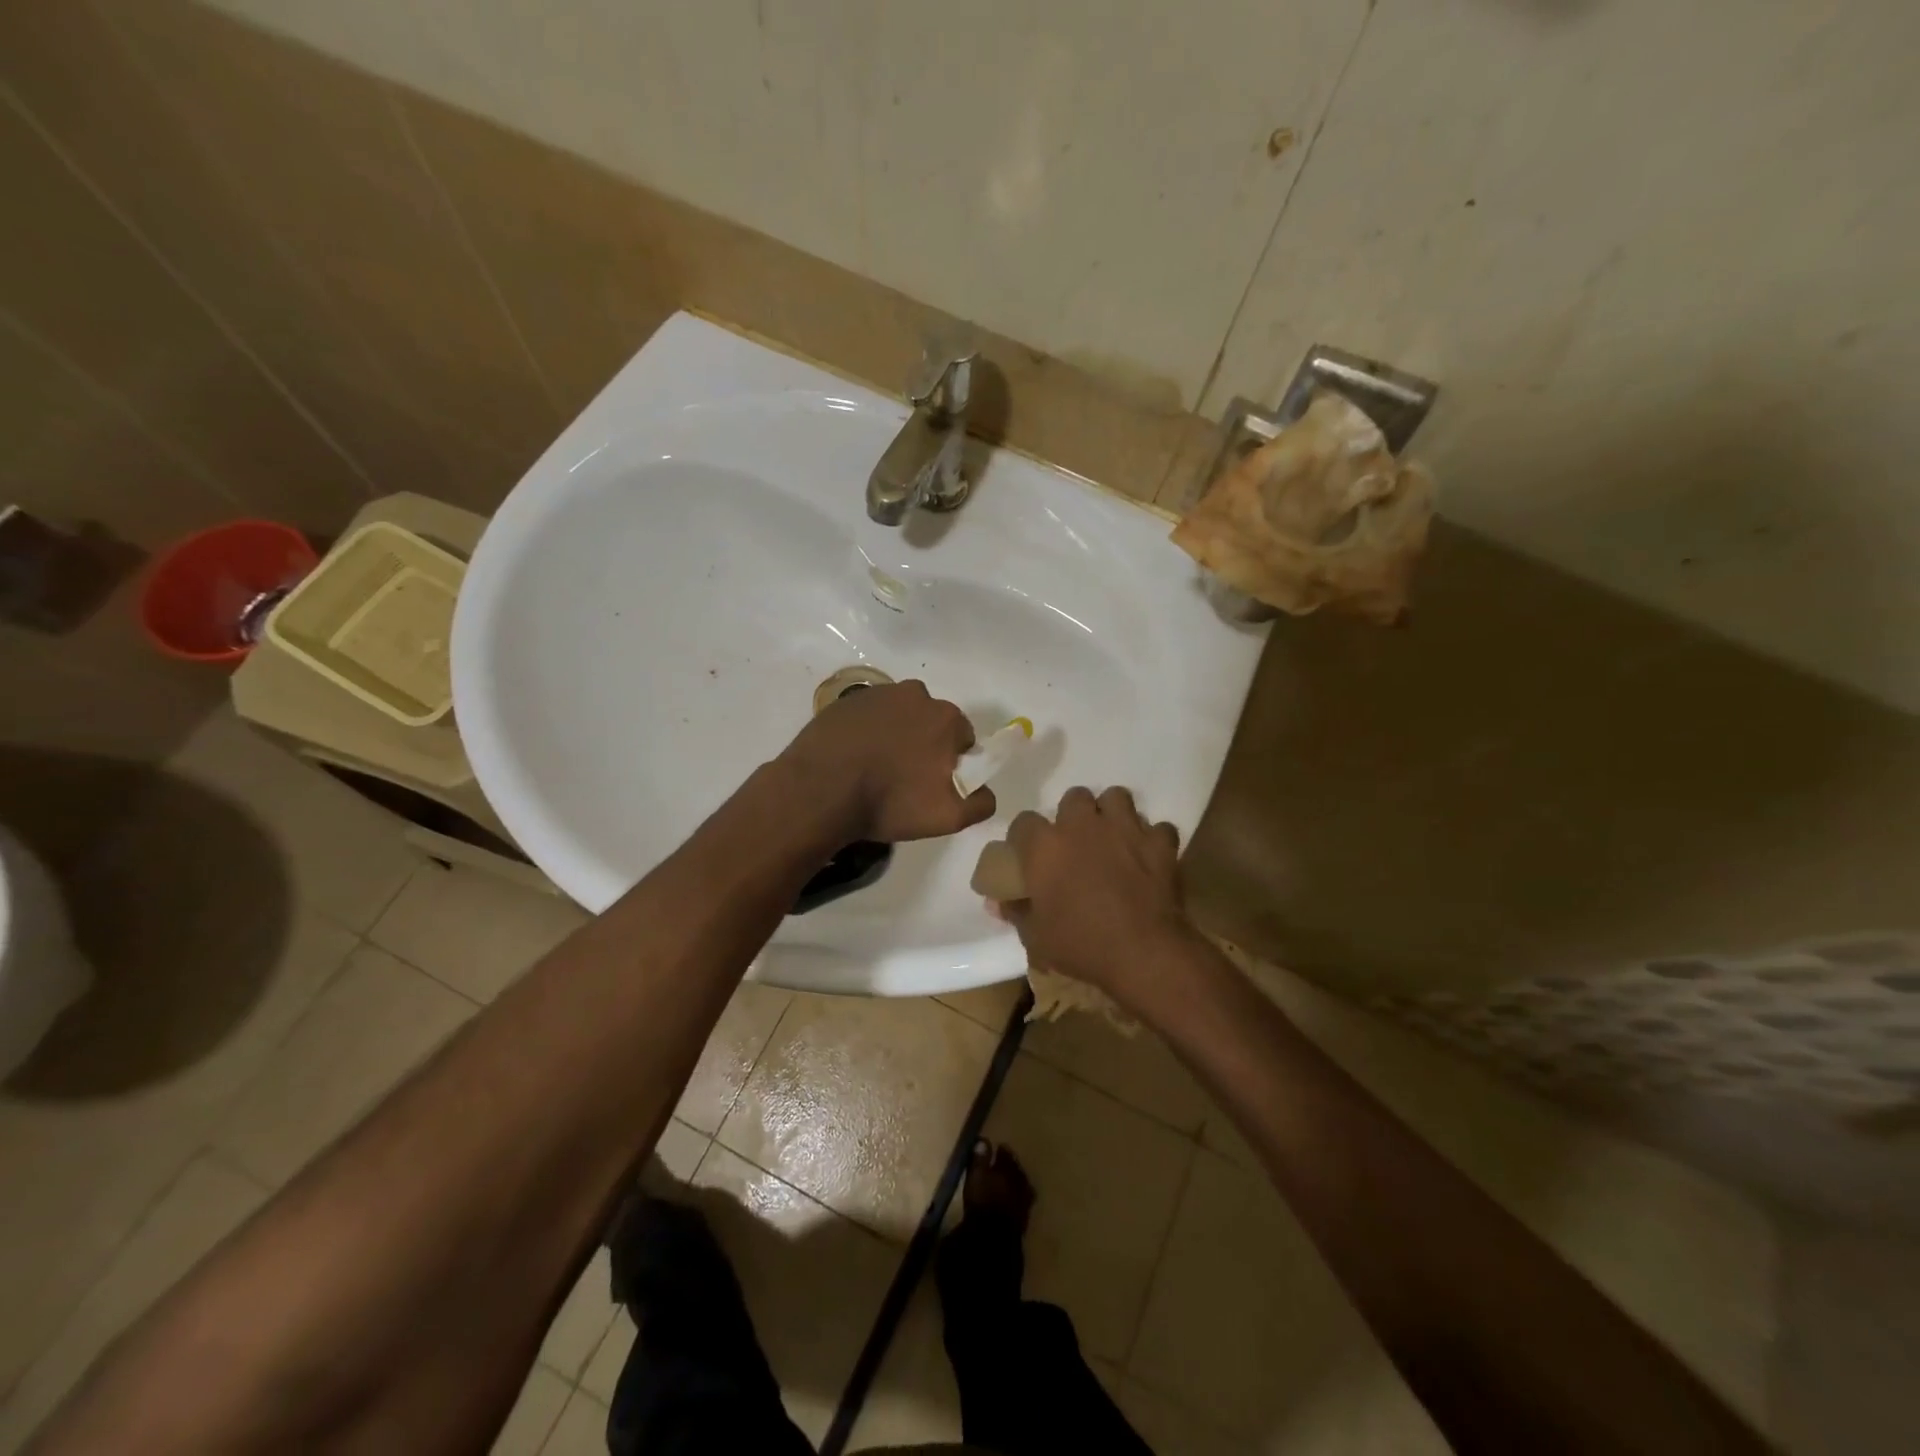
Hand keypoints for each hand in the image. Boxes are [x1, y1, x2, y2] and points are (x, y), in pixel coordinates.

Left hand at [777, 680, 994, 842]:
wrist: (820, 791)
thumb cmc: (890, 802)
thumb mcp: (948, 817)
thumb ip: (980, 803)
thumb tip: (986, 791)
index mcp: (946, 717)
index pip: (962, 738)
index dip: (952, 762)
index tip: (933, 784)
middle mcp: (916, 695)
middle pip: (930, 722)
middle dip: (924, 745)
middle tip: (904, 779)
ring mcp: (877, 694)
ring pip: (899, 716)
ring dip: (895, 735)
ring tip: (875, 769)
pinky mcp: (845, 701)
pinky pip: (868, 716)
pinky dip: (866, 732)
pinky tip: (853, 758)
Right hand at [1002, 787, 1200, 1012]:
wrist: (1143, 953)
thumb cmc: (1081, 943)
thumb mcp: (1036, 936)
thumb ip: (1016, 911)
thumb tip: (998, 901)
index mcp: (1045, 846)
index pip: (1024, 822)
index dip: (1026, 837)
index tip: (1030, 854)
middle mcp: (1083, 825)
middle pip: (1074, 797)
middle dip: (1074, 815)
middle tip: (1077, 842)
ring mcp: (1125, 829)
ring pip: (1117, 797)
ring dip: (1113, 814)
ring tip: (1113, 837)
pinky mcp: (1159, 843)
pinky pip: (1157, 828)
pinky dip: (1153, 840)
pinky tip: (1149, 856)